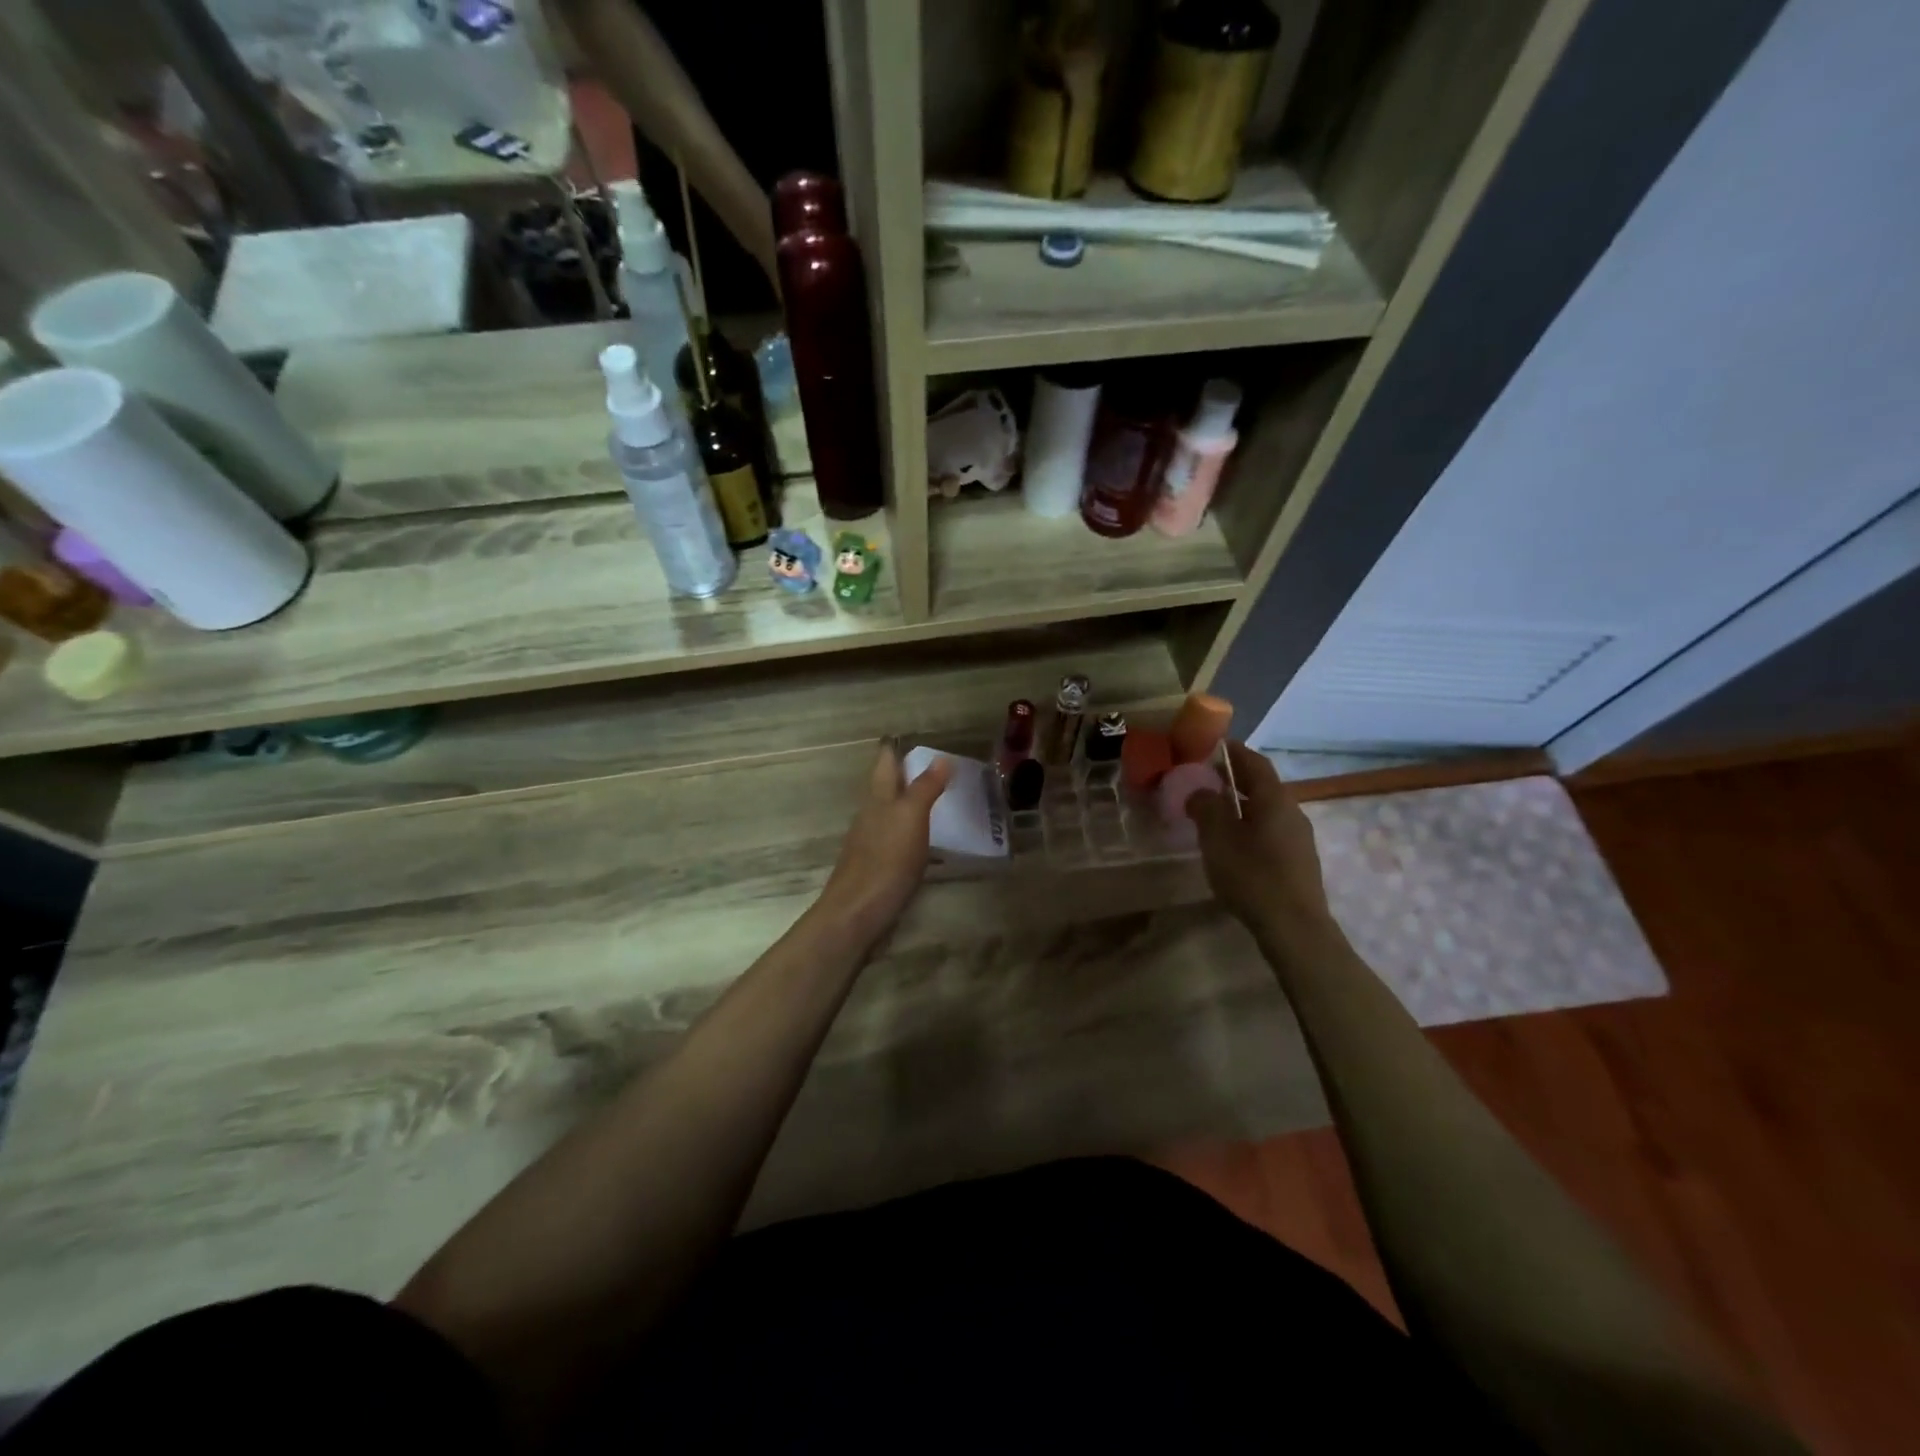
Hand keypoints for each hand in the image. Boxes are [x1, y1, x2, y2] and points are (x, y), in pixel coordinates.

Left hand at [816, 745, 951, 946]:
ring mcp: (871, 843)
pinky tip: (929, 843)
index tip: (911, 736)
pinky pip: (898, 840)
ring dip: (911, 804)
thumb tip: (940, 758)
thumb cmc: (885, 860)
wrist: (857, 914)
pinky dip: (913, 833)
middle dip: (906, 775)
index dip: (895, 748)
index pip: (885, 762)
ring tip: (939, 801)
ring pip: (892, 814)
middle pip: (887, 787)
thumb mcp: (911, 818)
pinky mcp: (878, 868)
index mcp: (878, 798)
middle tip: (937, 767)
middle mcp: (871, 815)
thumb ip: (925, 788)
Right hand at [1187, 742, 1332, 936]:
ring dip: (1240, 804)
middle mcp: (1292, 811)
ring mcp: (1298, 838)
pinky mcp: (1297, 861)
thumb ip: (1206, 806)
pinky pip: (1270, 830)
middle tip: (1204, 778)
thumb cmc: (1252, 875)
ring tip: (1212, 812)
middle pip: (1261, 785)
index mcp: (1274, 798)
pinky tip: (1232, 843)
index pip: (1254, 762)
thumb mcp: (1218, 837)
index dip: (1233, 751)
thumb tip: (1200, 791)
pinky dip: (1249, 825)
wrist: (1294, 927)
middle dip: (1233, 778)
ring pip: (1265, 810)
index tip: (1211, 745)